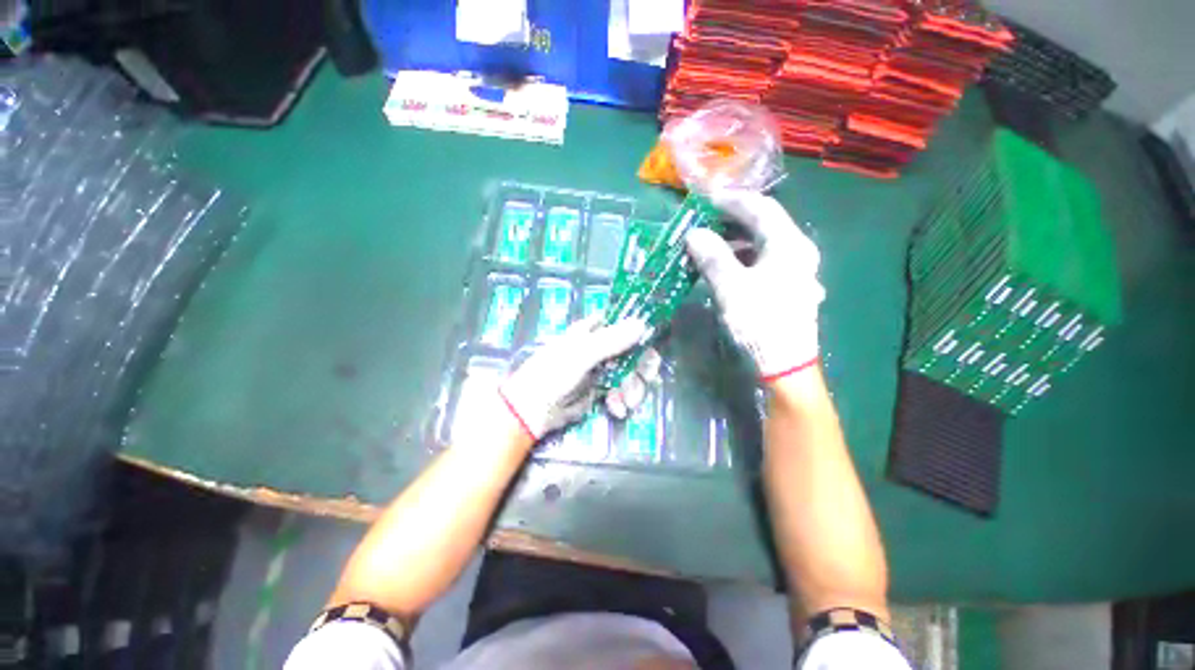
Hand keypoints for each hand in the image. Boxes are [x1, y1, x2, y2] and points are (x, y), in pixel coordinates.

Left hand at [500, 316, 647, 439]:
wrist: (534, 411)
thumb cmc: (553, 374)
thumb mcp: (581, 354)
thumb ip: (612, 340)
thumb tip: (643, 324)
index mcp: (593, 330)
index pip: (624, 323)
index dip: (640, 331)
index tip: (650, 346)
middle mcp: (601, 346)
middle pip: (635, 350)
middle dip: (641, 367)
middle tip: (644, 379)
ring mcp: (603, 368)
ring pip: (632, 372)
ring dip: (634, 388)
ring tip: (626, 403)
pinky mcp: (603, 389)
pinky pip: (623, 390)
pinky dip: (624, 400)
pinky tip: (617, 409)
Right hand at [685, 190, 823, 379]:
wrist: (784, 364)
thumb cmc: (759, 322)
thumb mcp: (730, 287)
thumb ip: (713, 256)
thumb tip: (694, 233)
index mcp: (789, 245)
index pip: (761, 208)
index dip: (732, 201)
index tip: (706, 200)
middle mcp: (798, 251)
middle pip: (765, 224)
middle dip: (733, 219)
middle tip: (704, 219)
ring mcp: (796, 270)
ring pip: (764, 244)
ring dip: (736, 239)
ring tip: (710, 241)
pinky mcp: (788, 286)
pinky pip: (764, 261)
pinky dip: (743, 257)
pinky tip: (726, 264)